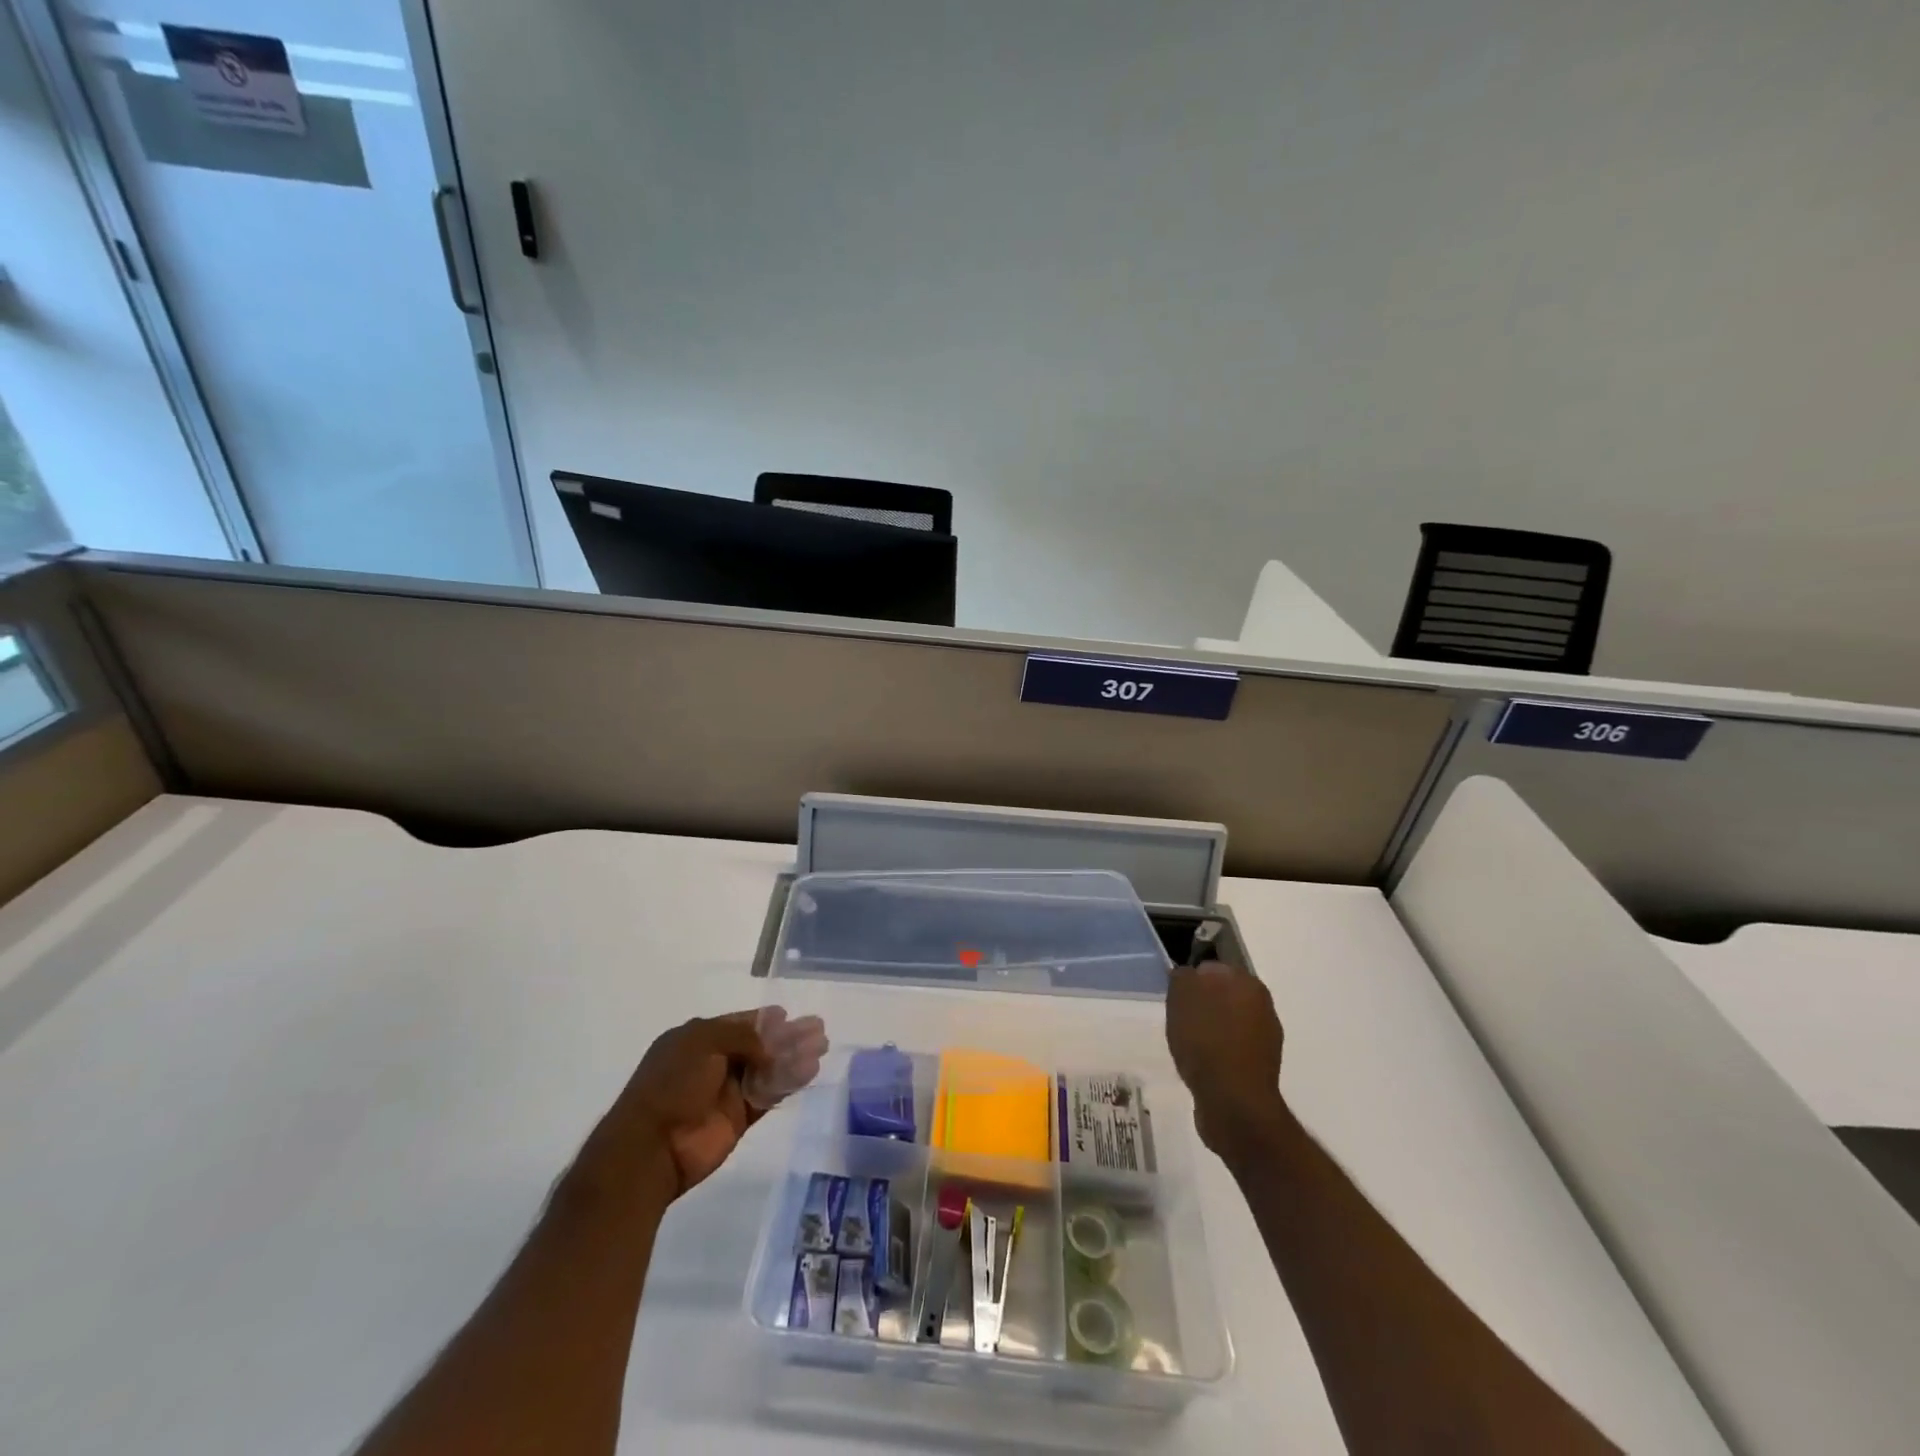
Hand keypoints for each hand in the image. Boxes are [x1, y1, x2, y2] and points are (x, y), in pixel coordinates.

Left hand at [576, 1008, 827, 1206]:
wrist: (651, 1148)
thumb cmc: (671, 1084)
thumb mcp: (702, 1043)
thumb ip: (743, 1036)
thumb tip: (772, 1043)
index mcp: (697, 1039)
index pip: (739, 1023)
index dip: (764, 1019)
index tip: (789, 1015)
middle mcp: (714, 1062)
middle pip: (759, 1044)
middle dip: (788, 1036)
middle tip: (818, 1028)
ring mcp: (727, 1091)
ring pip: (768, 1068)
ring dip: (793, 1057)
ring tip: (822, 1047)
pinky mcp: (739, 1118)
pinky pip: (768, 1094)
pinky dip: (788, 1082)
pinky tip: (810, 1070)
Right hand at [1165, 962, 1285, 1161]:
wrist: (1233, 1103)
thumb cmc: (1205, 1041)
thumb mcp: (1181, 996)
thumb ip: (1183, 977)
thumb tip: (1189, 975)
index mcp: (1248, 983)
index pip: (1211, 967)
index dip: (1190, 980)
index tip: (1175, 997)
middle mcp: (1263, 1006)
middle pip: (1221, 995)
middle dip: (1200, 1005)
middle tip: (1179, 1020)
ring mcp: (1265, 1039)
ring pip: (1226, 1023)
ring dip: (1208, 1030)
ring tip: (1187, 1046)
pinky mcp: (1260, 1068)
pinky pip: (1230, 1049)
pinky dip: (1216, 1053)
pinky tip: (1200, 1066)